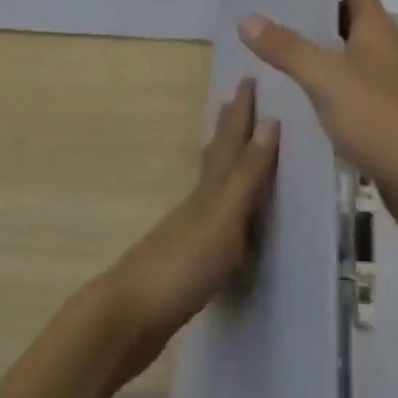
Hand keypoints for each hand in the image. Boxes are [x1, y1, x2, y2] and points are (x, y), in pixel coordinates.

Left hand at [98, 79, 278, 380]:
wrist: (126, 320)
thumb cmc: (181, 265)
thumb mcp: (224, 217)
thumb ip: (247, 175)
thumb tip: (271, 121)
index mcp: (210, 189)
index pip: (230, 141)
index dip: (240, 112)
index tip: (247, 78)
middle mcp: (198, 202)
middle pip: (216, 156)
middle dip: (228, 128)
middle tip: (234, 100)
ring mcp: (186, 231)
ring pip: (210, 185)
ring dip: (222, 162)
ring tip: (227, 147)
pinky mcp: (182, 260)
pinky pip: (208, 217)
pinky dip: (219, 203)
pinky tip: (220, 216)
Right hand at [238, 0, 397, 249]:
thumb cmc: (383, 120)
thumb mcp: (329, 78)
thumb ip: (289, 48)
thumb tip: (248, 17)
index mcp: (377, 30)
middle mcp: (385, 51)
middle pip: (349, 17)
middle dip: (315, 7)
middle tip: (271, 3)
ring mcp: (387, 86)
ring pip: (347, 55)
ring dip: (317, 48)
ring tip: (273, 45)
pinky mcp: (384, 119)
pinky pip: (348, 90)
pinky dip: (323, 85)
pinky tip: (296, 96)